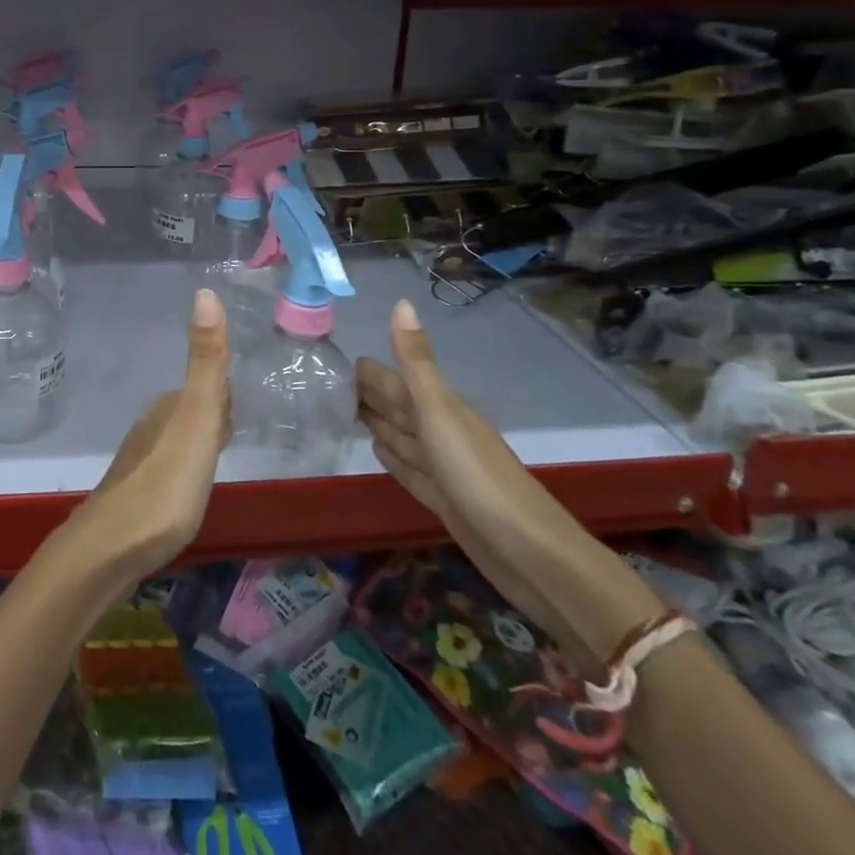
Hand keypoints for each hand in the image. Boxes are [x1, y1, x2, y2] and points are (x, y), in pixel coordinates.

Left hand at [69, 288, 231, 581]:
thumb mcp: (197, 420)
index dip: (225, 394)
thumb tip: (204, 292)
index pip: (207, 386)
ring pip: (178, 438)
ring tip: (217, 460)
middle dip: (214, 415)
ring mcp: (140, 460)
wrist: (111, 548)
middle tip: (235, 431)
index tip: (242, 407)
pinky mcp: (135, 493)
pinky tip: (188, 491)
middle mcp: (152, 426)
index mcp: (170, 407)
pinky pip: (168, 466)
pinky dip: (184, 469)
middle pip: (192, 410)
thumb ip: (205, 362)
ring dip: (198, 442)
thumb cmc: (165, 484)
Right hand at [357, 299, 662, 667]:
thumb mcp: (440, 411)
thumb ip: (417, 361)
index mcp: (440, 407)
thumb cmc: (478, 475)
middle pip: (397, 405)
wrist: (529, 553)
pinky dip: (392, 457)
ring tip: (345, 411)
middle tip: (326, 384)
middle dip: (367, 393)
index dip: (366, 370)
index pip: (394, 379)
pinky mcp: (443, 499)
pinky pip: (409, 469)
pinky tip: (377, 451)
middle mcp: (441, 431)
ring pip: (401, 435)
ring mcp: (443, 466)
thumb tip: (401, 302)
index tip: (330, 359)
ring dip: (377, 422)